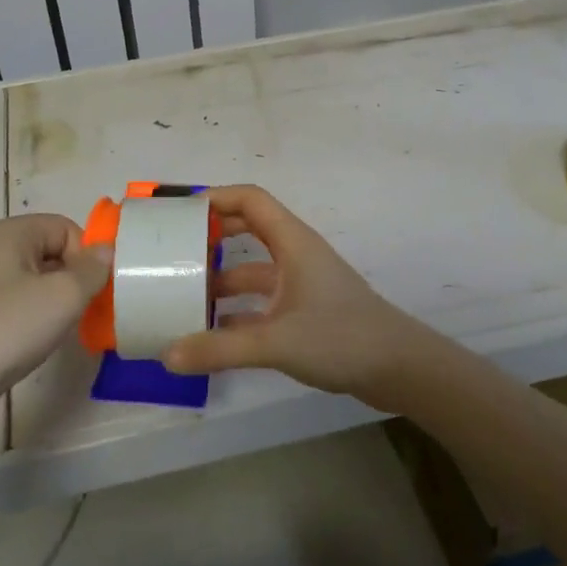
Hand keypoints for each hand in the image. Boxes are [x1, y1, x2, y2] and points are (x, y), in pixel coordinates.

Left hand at [0, 215, 111, 400]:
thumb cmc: (8, 328)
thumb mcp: (64, 295)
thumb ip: (94, 269)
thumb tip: (106, 251)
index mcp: (10, 233)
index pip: (66, 227)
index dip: (86, 255)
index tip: (94, 289)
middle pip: (52, 253)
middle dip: (76, 280)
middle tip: (86, 310)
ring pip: (38, 284)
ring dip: (59, 304)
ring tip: (63, 330)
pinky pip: (21, 308)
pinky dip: (38, 322)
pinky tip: (40, 344)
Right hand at [162, 185, 452, 413]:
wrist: (399, 367)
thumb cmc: (341, 337)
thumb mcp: (276, 342)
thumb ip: (220, 349)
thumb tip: (167, 355)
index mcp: (292, 242)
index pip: (250, 199)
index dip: (215, 198)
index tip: (179, 213)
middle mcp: (295, 255)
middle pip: (248, 229)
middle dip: (212, 236)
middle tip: (173, 249)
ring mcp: (301, 283)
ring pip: (253, 269)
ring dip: (221, 278)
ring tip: (183, 294)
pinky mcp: (305, 311)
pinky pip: (262, 301)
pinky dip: (237, 311)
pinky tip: (211, 333)